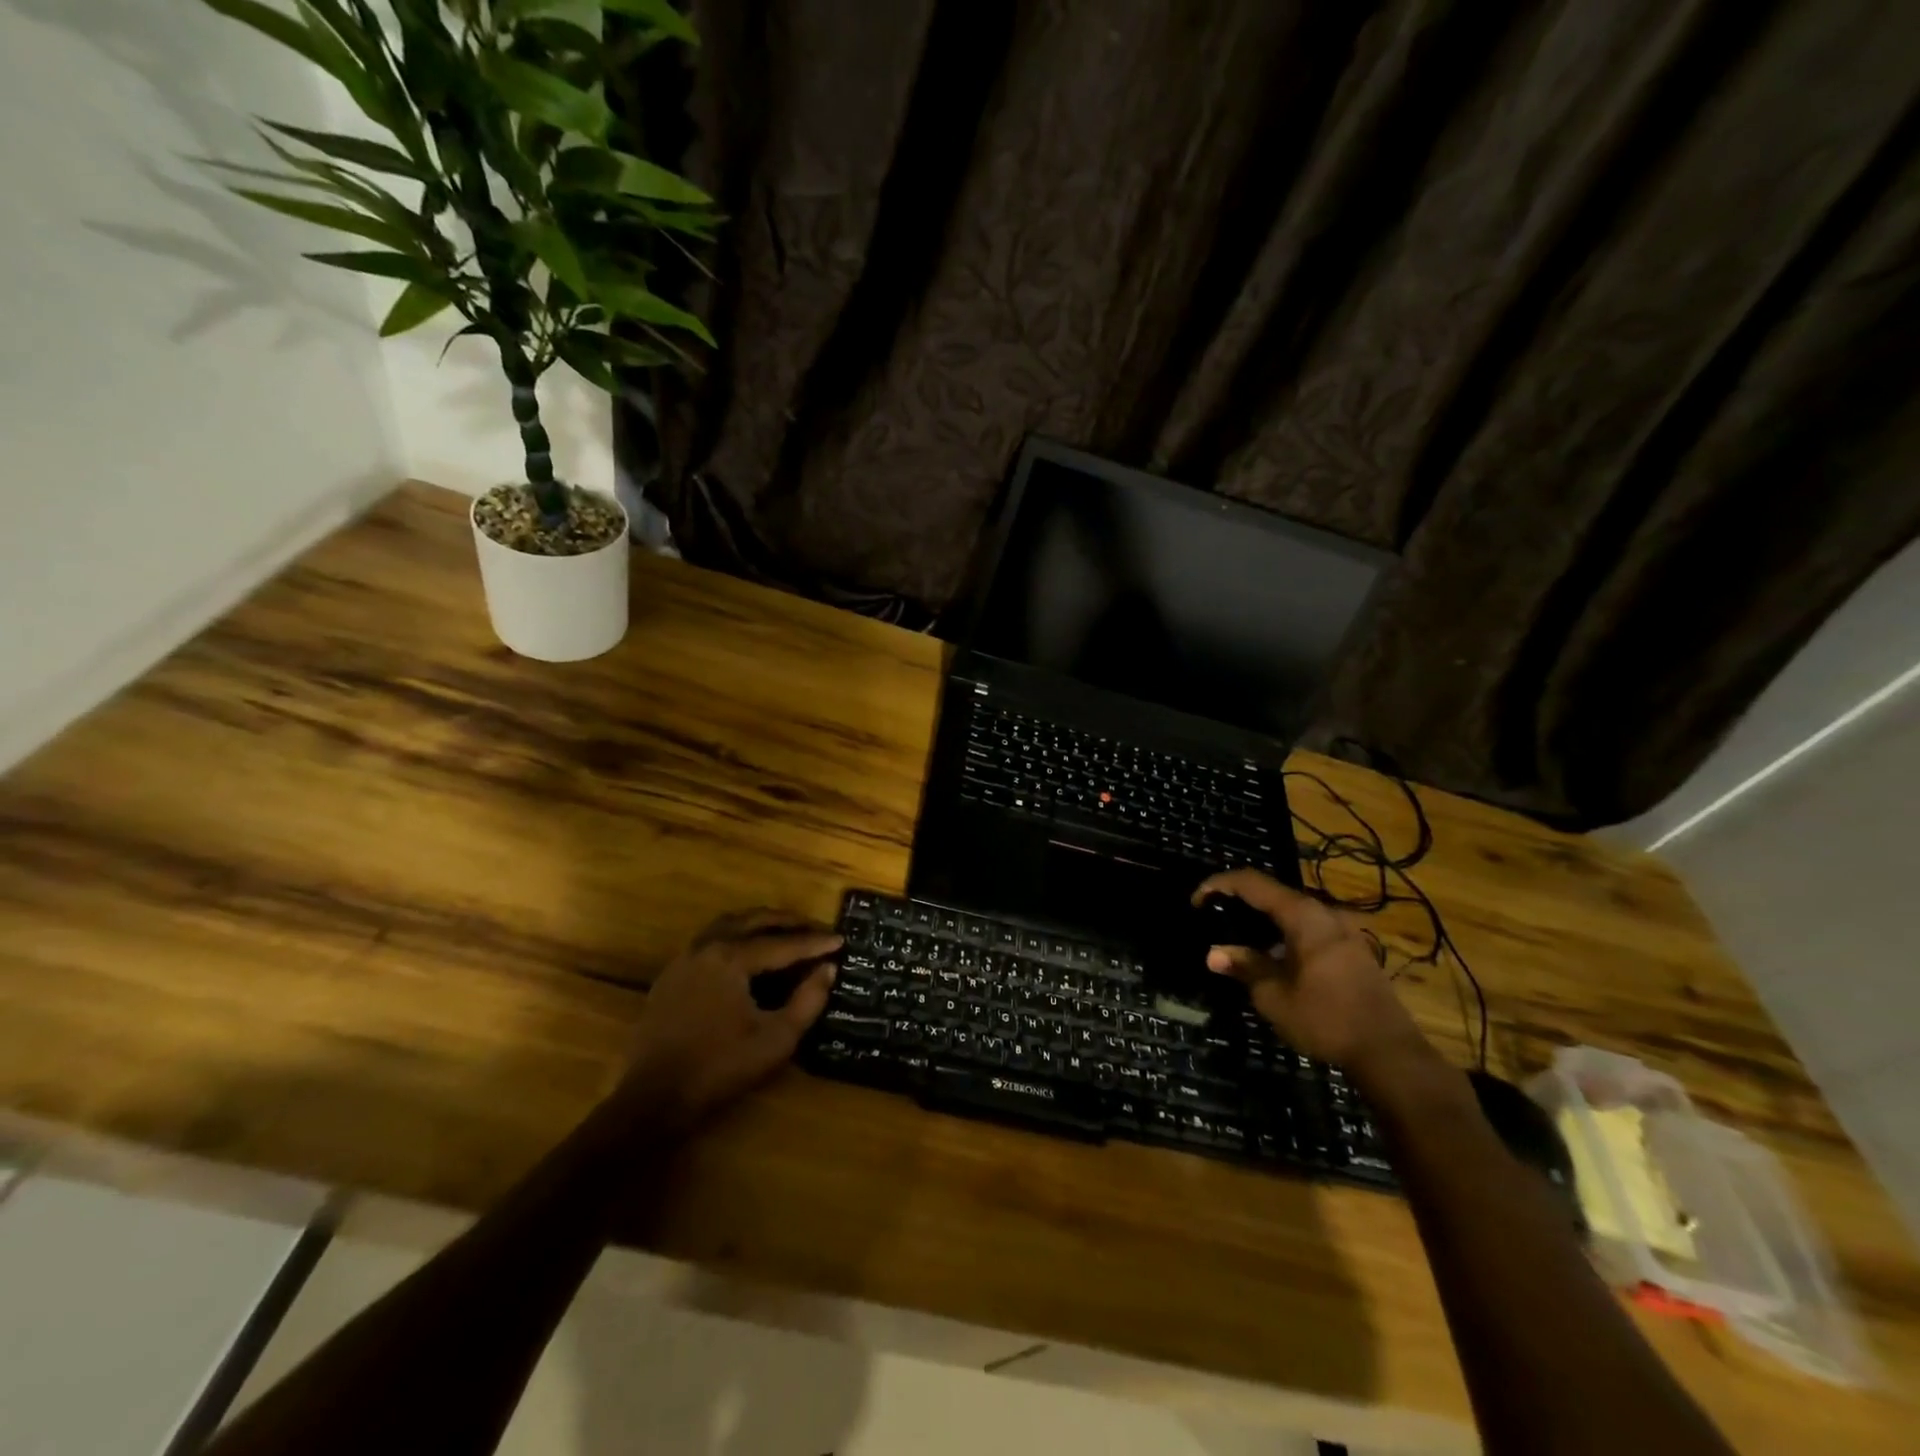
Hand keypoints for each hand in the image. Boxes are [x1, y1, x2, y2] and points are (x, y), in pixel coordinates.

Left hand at [620, 909, 841, 1131]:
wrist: (654, 1099)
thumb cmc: (720, 1068)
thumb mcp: (776, 1039)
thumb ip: (808, 1000)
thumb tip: (827, 969)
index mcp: (731, 957)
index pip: (782, 943)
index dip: (814, 942)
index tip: (841, 939)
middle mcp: (706, 947)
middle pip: (754, 921)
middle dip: (788, 922)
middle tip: (816, 928)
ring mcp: (684, 959)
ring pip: (728, 925)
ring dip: (759, 924)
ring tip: (785, 932)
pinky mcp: (671, 976)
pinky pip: (710, 941)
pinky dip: (736, 937)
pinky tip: (747, 954)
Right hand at [1193, 870, 1430, 1081]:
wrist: (1389, 1053)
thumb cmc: (1325, 1018)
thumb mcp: (1273, 994)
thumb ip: (1244, 966)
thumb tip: (1213, 953)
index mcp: (1303, 915)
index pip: (1251, 882)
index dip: (1219, 885)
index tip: (1196, 901)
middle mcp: (1325, 913)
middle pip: (1273, 894)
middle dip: (1239, 901)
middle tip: (1213, 917)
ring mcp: (1343, 931)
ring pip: (1292, 912)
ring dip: (1263, 920)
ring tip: (1237, 937)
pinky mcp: (1353, 950)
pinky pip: (1309, 929)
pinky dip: (1283, 933)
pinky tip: (1272, 956)